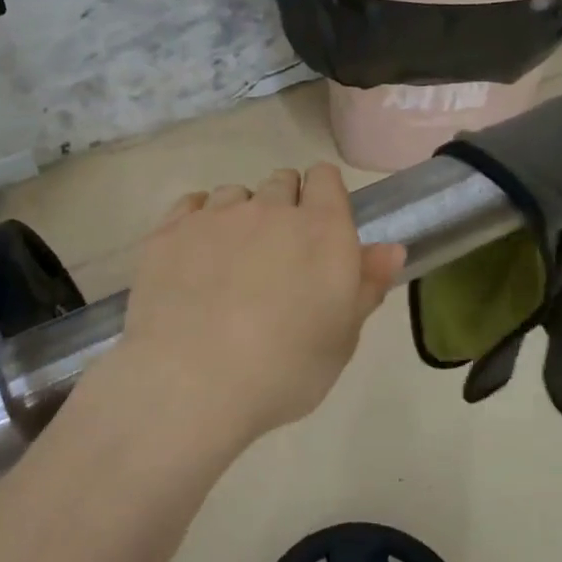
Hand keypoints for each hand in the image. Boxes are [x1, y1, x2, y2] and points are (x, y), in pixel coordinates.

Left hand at [110, 165, 404, 452]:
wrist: (189, 383)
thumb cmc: (282, 370)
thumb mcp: (341, 340)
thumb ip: (366, 286)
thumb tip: (391, 248)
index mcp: (322, 231)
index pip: (326, 178)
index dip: (324, 195)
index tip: (319, 227)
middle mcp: (270, 209)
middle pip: (281, 181)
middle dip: (284, 206)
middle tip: (277, 254)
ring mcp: (216, 216)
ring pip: (235, 193)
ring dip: (240, 214)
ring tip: (231, 259)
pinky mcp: (170, 231)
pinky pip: (191, 205)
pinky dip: (199, 221)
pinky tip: (195, 255)